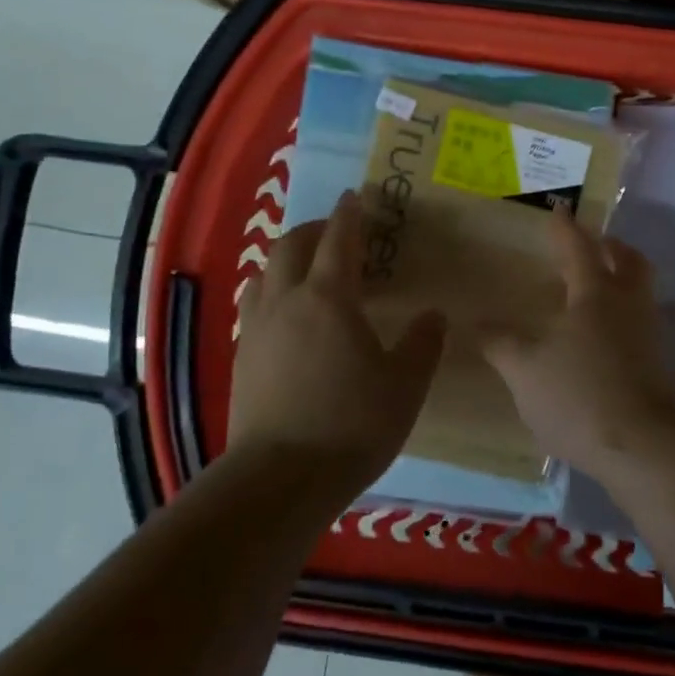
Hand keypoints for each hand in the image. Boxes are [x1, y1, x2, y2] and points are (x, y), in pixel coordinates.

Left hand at [230, 190, 445, 494]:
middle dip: (314, 230)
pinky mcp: (241, 357)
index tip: (356, 196)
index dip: (349, 214)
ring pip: (265, 273)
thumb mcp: (404, 385)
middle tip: (336, 233)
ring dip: (287, 260)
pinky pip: (254, 305)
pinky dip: (272, 292)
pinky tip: (287, 317)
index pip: (339, 239)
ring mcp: (256, 328)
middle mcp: (287, 301)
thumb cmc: (352, 425)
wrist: (280, 479)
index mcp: (330, 298)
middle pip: (291, 246)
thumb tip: (434, 316)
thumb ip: (422, 344)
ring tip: (308, 271)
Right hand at [480, 213, 674, 476]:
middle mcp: (628, 305)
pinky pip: (639, 322)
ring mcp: (648, 335)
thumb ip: (500, 344)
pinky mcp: (657, 365)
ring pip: (639, 291)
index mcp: (595, 294)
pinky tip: (599, 337)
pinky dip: (621, 315)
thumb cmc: (580, 395)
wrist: (644, 447)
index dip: (566, 228)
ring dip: (620, 280)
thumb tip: (476, 323)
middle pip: (629, 261)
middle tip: (592, 245)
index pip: (579, 249)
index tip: (560, 209)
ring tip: (592, 290)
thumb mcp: (525, 371)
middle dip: (611, 247)